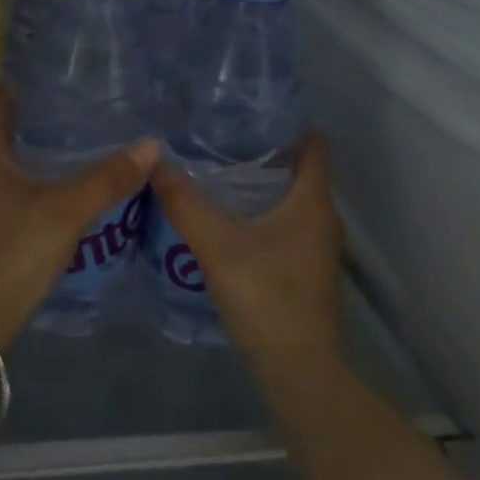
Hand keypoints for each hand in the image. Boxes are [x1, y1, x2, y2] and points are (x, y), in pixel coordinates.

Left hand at [0, 90, 156, 347]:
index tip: (48, 76)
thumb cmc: (12, 252)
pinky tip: (48, 187)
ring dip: (22, 148)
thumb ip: (107, 179)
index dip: (16, 86)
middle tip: (65, 106)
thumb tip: (150, 145)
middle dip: (23, 116)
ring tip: (62, 141)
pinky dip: (21, 177)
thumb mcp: (66, 211)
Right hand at [149, 133, 342, 367]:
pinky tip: (227, 216)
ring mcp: (317, 244)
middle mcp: (322, 217)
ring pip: (291, 197)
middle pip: (299, 168)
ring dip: (260, 182)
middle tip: (217, 136)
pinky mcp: (305, 266)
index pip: (312, 142)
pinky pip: (285, 222)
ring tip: (215, 169)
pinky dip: (262, 210)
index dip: (285, 121)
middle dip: (262, 149)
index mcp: (312, 200)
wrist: (297, 369)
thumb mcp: (217, 246)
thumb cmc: (266, 297)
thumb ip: (185, 203)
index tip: (245, 109)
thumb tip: (156, 162)